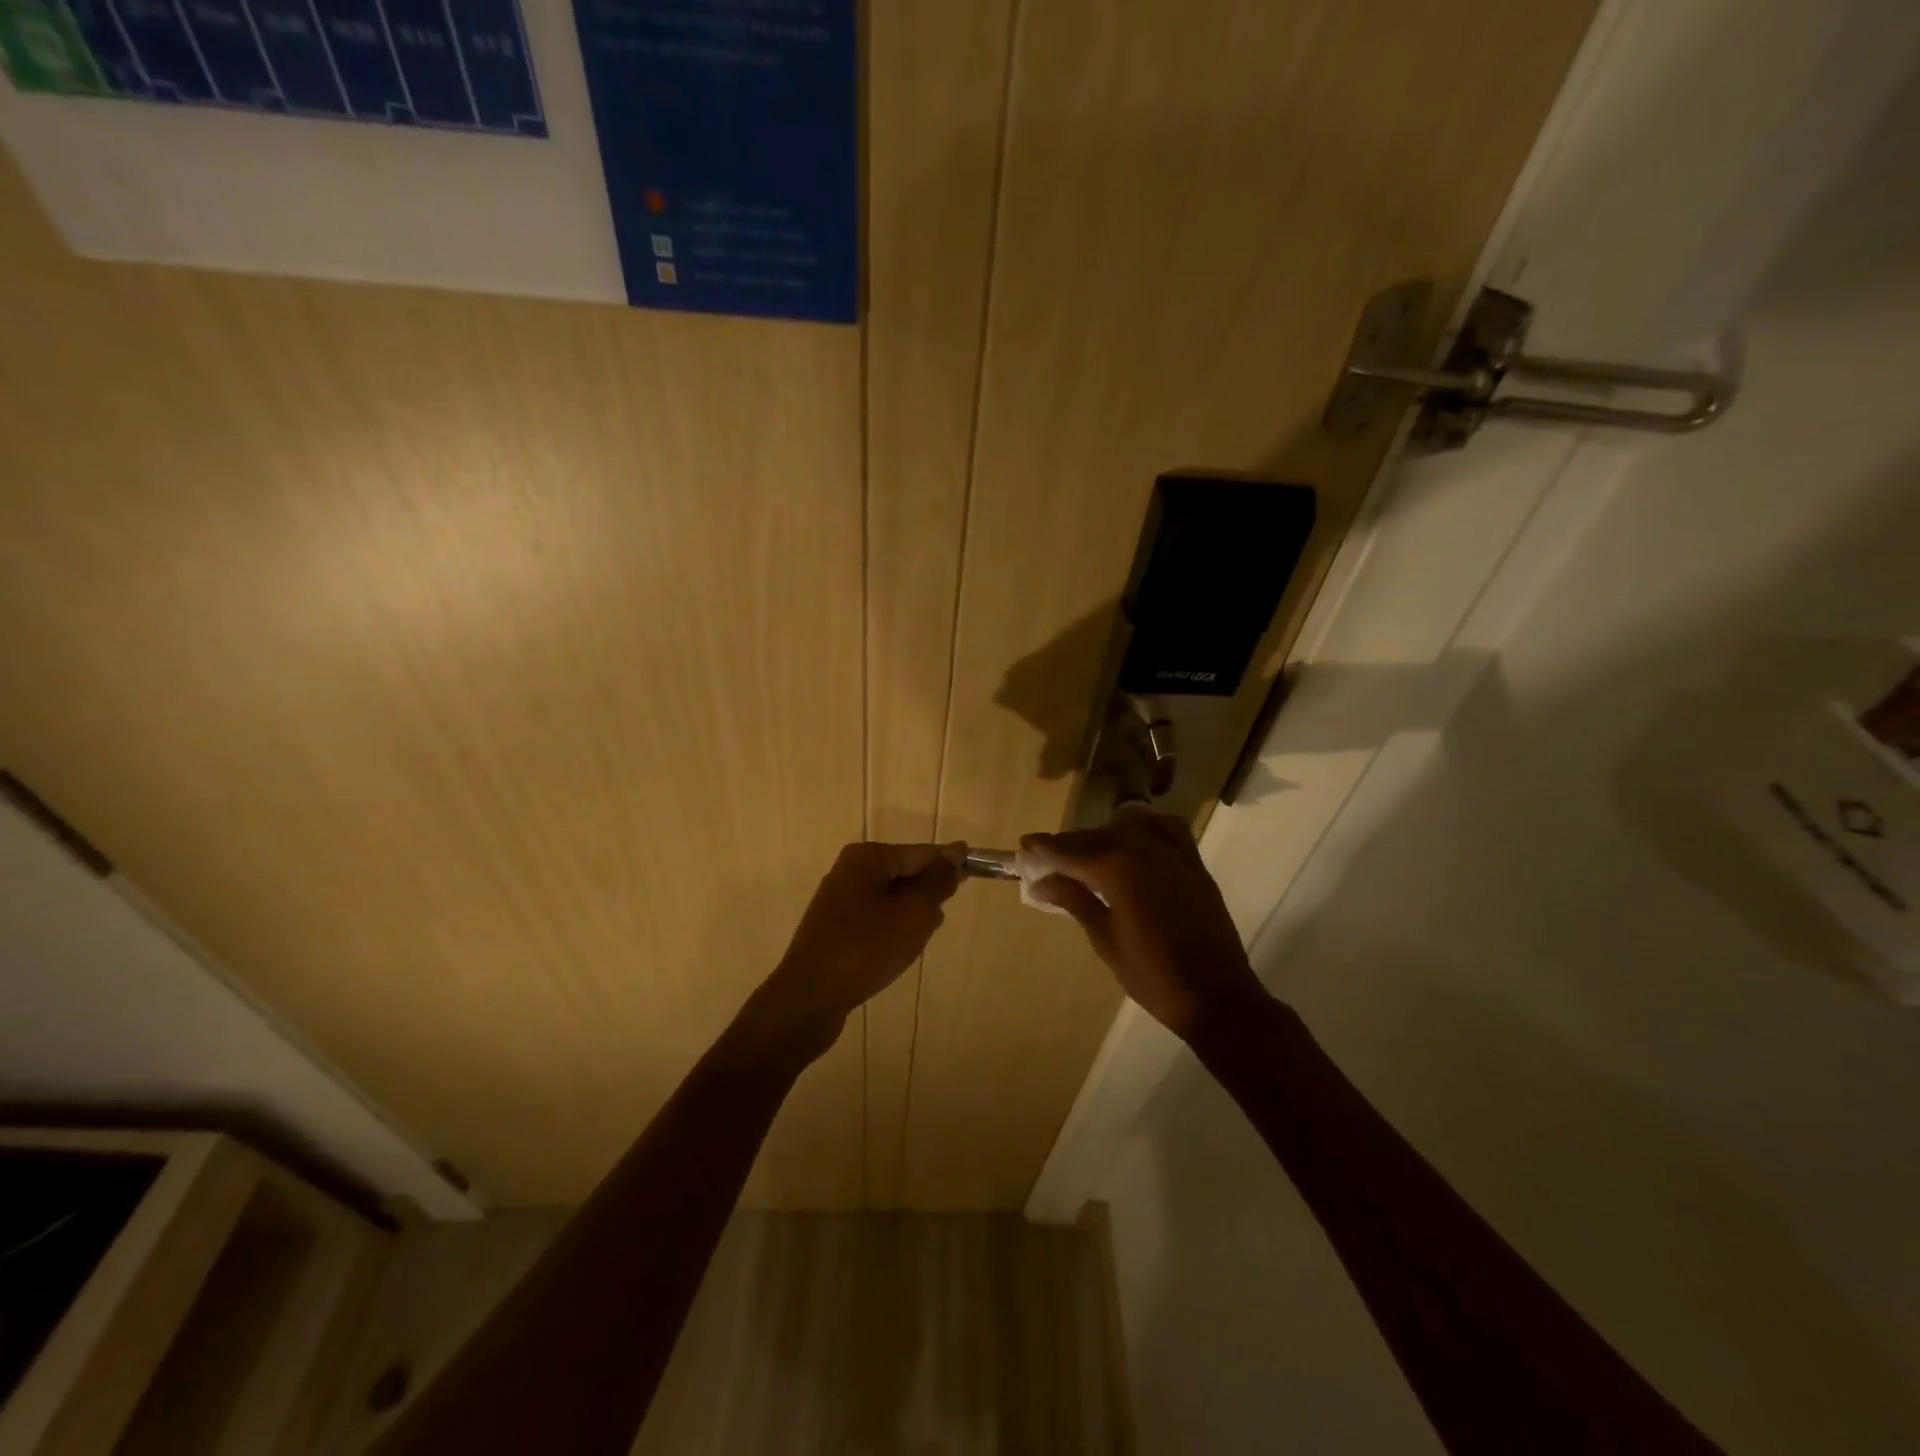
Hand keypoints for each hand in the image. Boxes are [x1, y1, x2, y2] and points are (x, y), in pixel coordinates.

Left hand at [734, 842, 963, 1065]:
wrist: (809, 998)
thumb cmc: (866, 948)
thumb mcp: (913, 913)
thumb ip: (937, 882)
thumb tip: (955, 855)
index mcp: (868, 858)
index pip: (922, 852)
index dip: (950, 862)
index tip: (977, 869)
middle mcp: (850, 870)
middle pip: (905, 872)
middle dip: (929, 892)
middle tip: (941, 917)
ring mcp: (839, 899)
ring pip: (892, 897)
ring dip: (912, 913)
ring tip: (920, 939)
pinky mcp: (834, 926)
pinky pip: (875, 916)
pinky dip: (892, 927)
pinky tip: (898, 950)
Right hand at [1024, 814, 1268, 1041]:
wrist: (1216, 996)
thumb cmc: (1152, 976)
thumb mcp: (1105, 940)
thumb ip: (1075, 901)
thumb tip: (1041, 882)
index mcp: (1117, 870)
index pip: (1070, 851)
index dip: (1045, 848)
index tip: (1024, 846)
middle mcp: (1144, 850)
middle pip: (1096, 837)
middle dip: (1069, 845)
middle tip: (1048, 859)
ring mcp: (1173, 854)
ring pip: (1128, 829)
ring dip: (1103, 836)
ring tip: (1087, 855)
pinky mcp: (1193, 864)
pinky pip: (1167, 829)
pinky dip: (1146, 827)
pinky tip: (1134, 839)